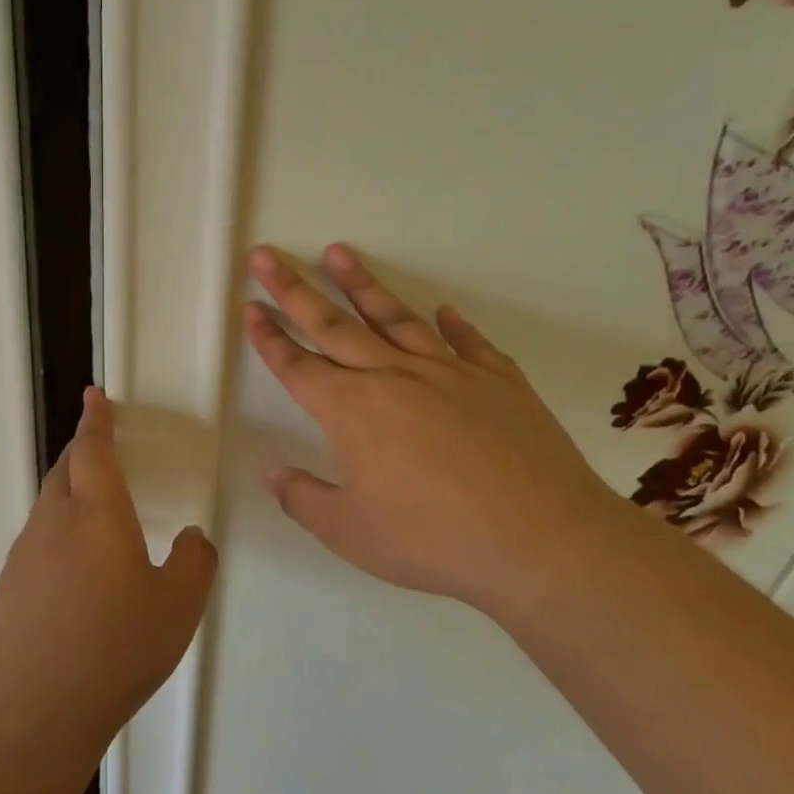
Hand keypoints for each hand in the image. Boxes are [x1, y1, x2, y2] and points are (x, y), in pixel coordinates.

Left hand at [0, 388, 217, 752]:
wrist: (32, 713)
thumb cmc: (114, 650)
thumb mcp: (178, 607)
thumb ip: (194, 562)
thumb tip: (190, 539)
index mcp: (96, 514)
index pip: (94, 450)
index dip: (97, 419)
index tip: (94, 395)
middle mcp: (53, 523)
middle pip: (65, 470)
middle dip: (83, 450)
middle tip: (100, 446)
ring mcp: (24, 555)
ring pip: (48, 506)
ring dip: (70, 493)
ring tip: (94, 512)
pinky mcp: (8, 588)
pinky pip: (37, 543)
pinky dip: (58, 535)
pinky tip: (74, 574)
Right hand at [244, 244, 628, 610]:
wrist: (543, 540)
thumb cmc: (433, 539)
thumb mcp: (350, 533)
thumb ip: (304, 499)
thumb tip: (273, 475)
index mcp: (351, 411)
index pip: (297, 366)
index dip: (269, 338)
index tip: (250, 307)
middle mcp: (393, 377)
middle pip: (333, 324)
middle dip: (293, 289)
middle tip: (267, 255)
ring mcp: (450, 373)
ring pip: (395, 318)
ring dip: (361, 284)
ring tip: (338, 252)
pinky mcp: (499, 382)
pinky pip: (468, 342)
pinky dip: (453, 324)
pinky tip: (443, 311)